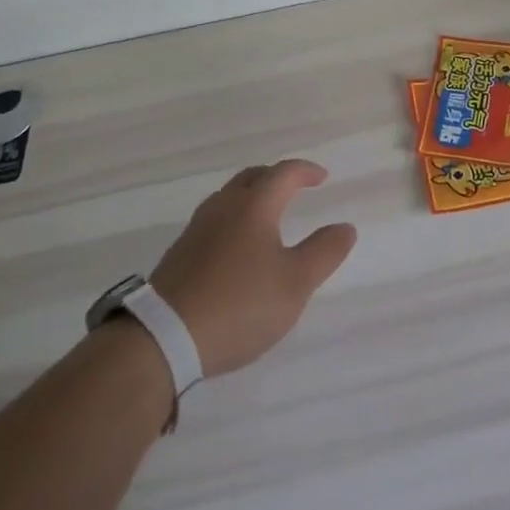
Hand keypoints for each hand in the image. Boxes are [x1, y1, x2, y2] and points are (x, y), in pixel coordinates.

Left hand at [150, 158, 356, 376]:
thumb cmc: (239, 304)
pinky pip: (215, 221)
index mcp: (254, 205)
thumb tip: (346, 226)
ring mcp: (197, 229)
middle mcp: (223, 206)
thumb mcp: (295, 283)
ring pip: (229, 197)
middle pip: (252, 177)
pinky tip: (237, 248)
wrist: (163, 338)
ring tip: (268, 216)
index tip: (322, 178)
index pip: (284, 173)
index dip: (306, 171)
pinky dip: (234, 220)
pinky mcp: (180, 254)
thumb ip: (324, 252)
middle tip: (295, 187)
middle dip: (276, 177)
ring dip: (252, 197)